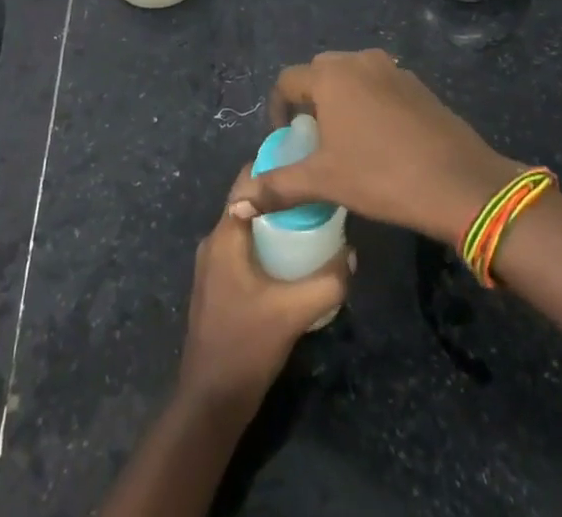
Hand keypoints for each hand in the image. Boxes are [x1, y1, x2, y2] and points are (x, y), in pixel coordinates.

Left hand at [176, 169, 352, 408]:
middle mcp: (215, 242)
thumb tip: (351, 255)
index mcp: (225, 235)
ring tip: (312, 220)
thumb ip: (327, 283)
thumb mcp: (293, 313)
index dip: (274, 165)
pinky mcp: (218, 286)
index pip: (247, 181)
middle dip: (281, 195)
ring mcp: (213, 266)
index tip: (305, 159)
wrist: (210, 402)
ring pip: (247, 228)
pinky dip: (267, 244)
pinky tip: (293, 258)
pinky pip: (244, 249)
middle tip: (317, 193)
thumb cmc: (245, 345)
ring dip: (275, 222)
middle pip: (249, 202)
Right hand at [237, 49, 520, 246]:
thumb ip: (278, 187)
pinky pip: (379, 84)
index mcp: (330, 75)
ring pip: (352, 76)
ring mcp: (391, 69)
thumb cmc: (381, 176)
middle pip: (320, 73)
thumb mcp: (325, 182)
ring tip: (346, 140)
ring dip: (341, 99)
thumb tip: (236, 203)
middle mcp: (358, 60)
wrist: (459, 181)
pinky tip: (381, 140)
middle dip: (310, 101)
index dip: (279, 109)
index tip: (286, 138)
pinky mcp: (416, 84)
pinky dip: (370, 103)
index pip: (288, 80)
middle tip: (314, 140)